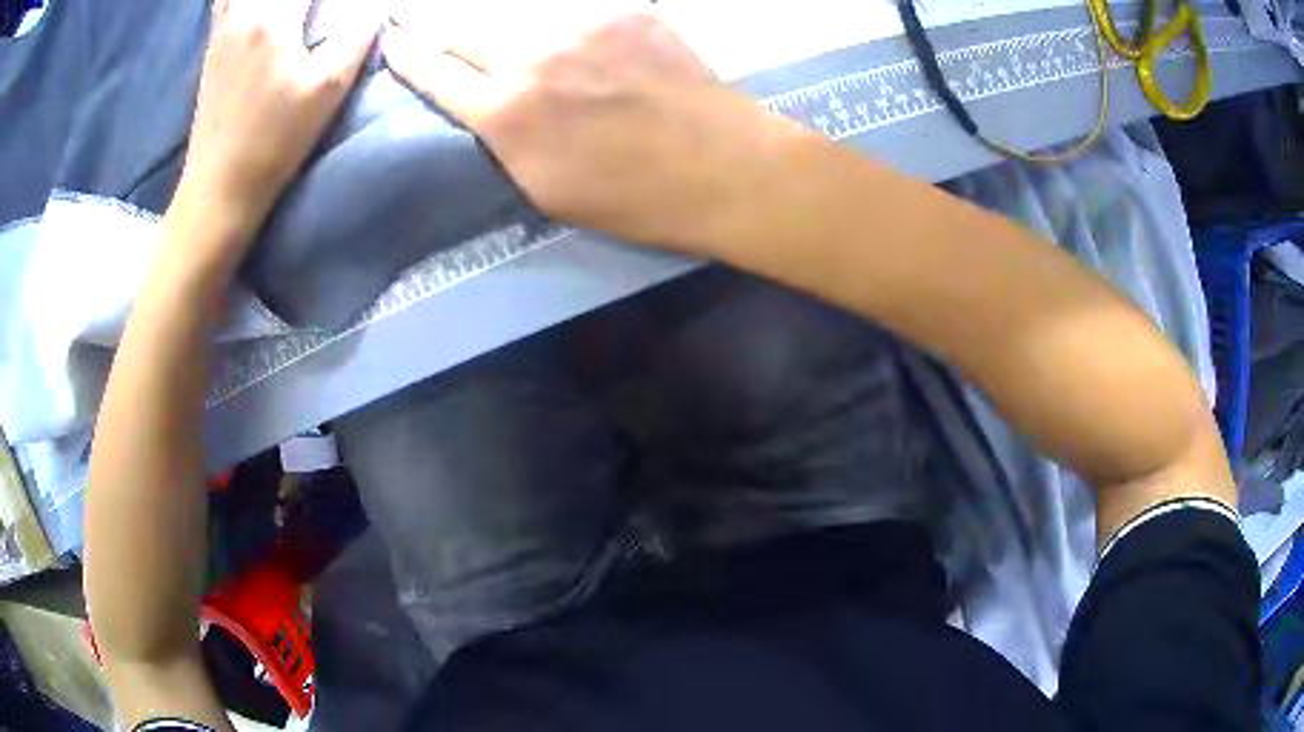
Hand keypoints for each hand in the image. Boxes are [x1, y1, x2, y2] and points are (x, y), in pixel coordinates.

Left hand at [179, 0, 377, 250]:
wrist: (218, 188)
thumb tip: (377, 6)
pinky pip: (223, 2)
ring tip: (291, 11)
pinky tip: (256, 7)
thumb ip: (357, 35)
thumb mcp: (328, 89)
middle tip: (314, 9)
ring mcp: (222, 31)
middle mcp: (243, 14)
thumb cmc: (274, 141)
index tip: (343, 6)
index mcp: (274, 18)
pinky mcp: (211, 49)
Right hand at [382, 6, 788, 251]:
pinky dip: (560, 22)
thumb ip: (505, 139)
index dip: (406, 55)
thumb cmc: (635, 198)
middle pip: (463, 29)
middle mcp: (531, 57)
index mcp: (505, 114)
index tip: (390, 40)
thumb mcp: (546, 188)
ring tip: (493, 34)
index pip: (434, 74)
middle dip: (431, 23)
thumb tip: (487, 107)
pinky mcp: (624, 11)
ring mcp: (580, 25)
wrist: (724, 167)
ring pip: (517, 14)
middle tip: (414, 17)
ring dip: (496, 23)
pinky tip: (570, 39)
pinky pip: (574, 10)